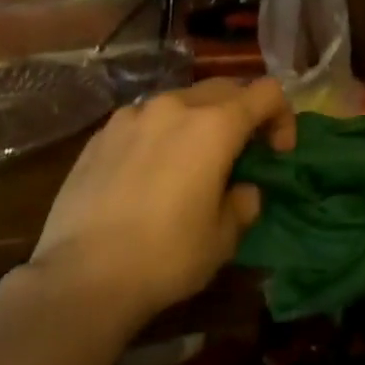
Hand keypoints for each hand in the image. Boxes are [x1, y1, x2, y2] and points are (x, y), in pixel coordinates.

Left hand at [31, 79, 293, 325]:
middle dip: (243, 112)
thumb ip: (243, 202)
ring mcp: (132, 116)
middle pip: (225, 88)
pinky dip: (160, 134)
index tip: (277, 153)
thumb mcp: (224, 238)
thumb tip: (242, 189)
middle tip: (241, 153)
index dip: (282, 116)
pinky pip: (144, 120)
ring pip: (180, 101)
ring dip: (199, 121)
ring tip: (191, 161)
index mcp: (215, 125)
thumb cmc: (166, 256)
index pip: (267, 92)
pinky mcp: (100, 134)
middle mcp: (174, 107)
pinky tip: (148, 172)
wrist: (81, 276)